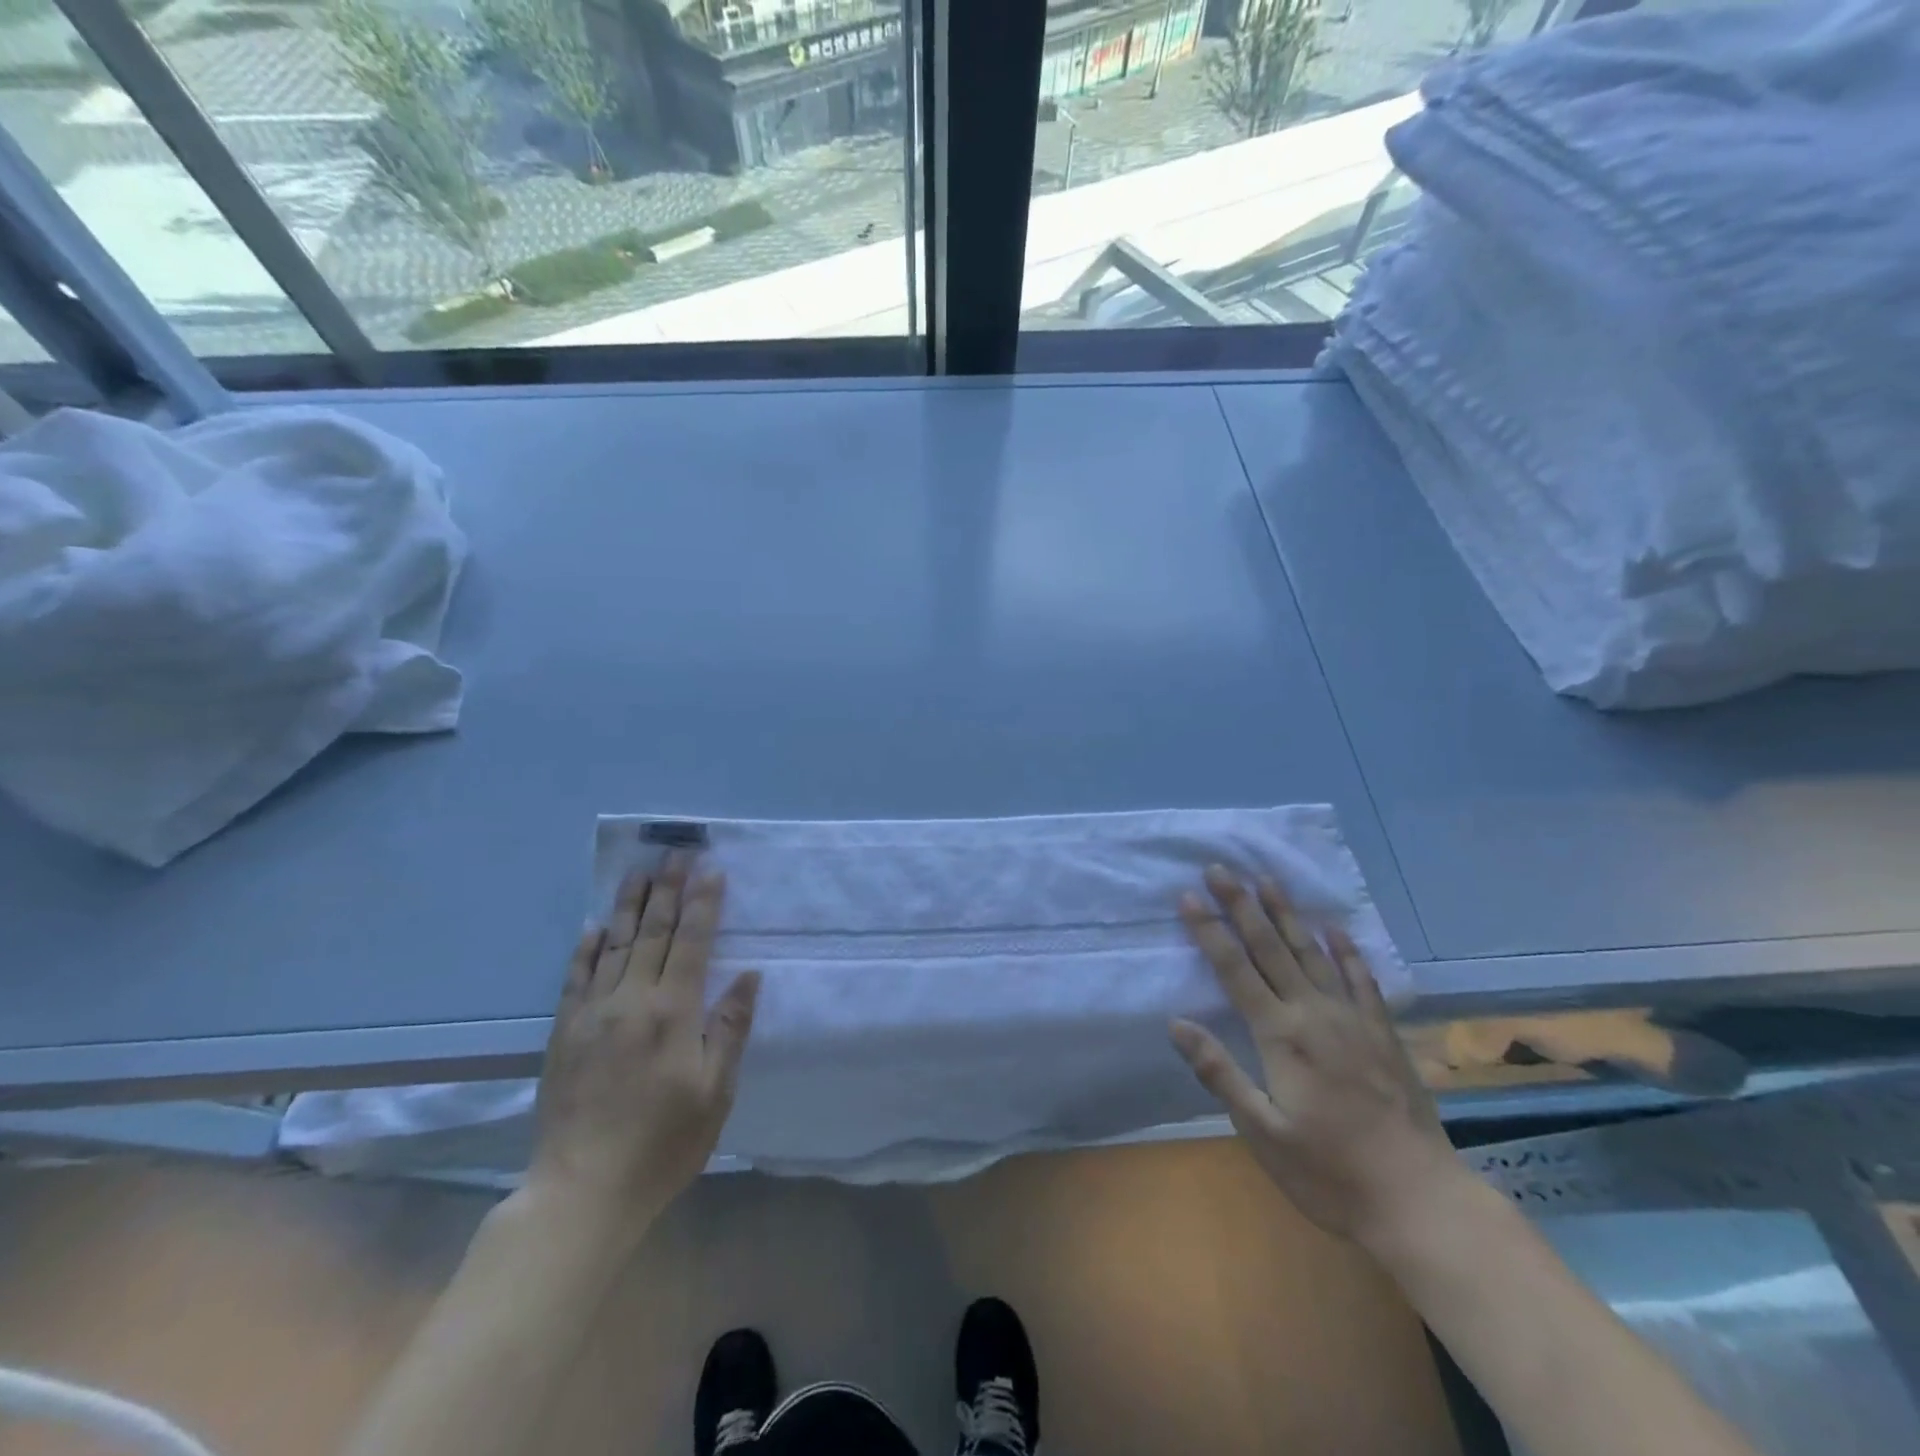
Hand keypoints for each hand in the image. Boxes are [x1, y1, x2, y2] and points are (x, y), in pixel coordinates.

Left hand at [525, 853, 759, 1236]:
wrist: (582, 1192)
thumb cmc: (663, 1144)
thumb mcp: (716, 1091)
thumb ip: (730, 1027)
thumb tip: (748, 975)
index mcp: (673, 1013)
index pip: (691, 942)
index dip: (703, 903)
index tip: (710, 869)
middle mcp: (630, 1001)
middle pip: (651, 932)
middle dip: (667, 889)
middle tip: (675, 852)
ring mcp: (591, 1014)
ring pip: (612, 945)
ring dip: (627, 905)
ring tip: (638, 871)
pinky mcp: (563, 1033)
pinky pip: (575, 977)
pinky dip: (586, 947)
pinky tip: (593, 926)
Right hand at [1170, 866, 1455, 1251]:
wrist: (1421, 1201)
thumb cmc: (1330, 1174)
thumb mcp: (1262, 1133)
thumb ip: (1220, 1074)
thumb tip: (1176, 1024)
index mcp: (1281, 1035)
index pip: (1235, 969)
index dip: (1209, 931)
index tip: (1188, 896)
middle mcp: (1314, 1013)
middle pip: (1270, 947)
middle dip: (1242, 905)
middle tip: (1220, 868)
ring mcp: (1353, 1019)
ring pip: (1312, 952)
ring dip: (1287, 914)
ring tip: (1267, 879)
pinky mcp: (1383, 1033)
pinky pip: (1362, 980)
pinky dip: (1346, 951)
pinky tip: (1335, 929)